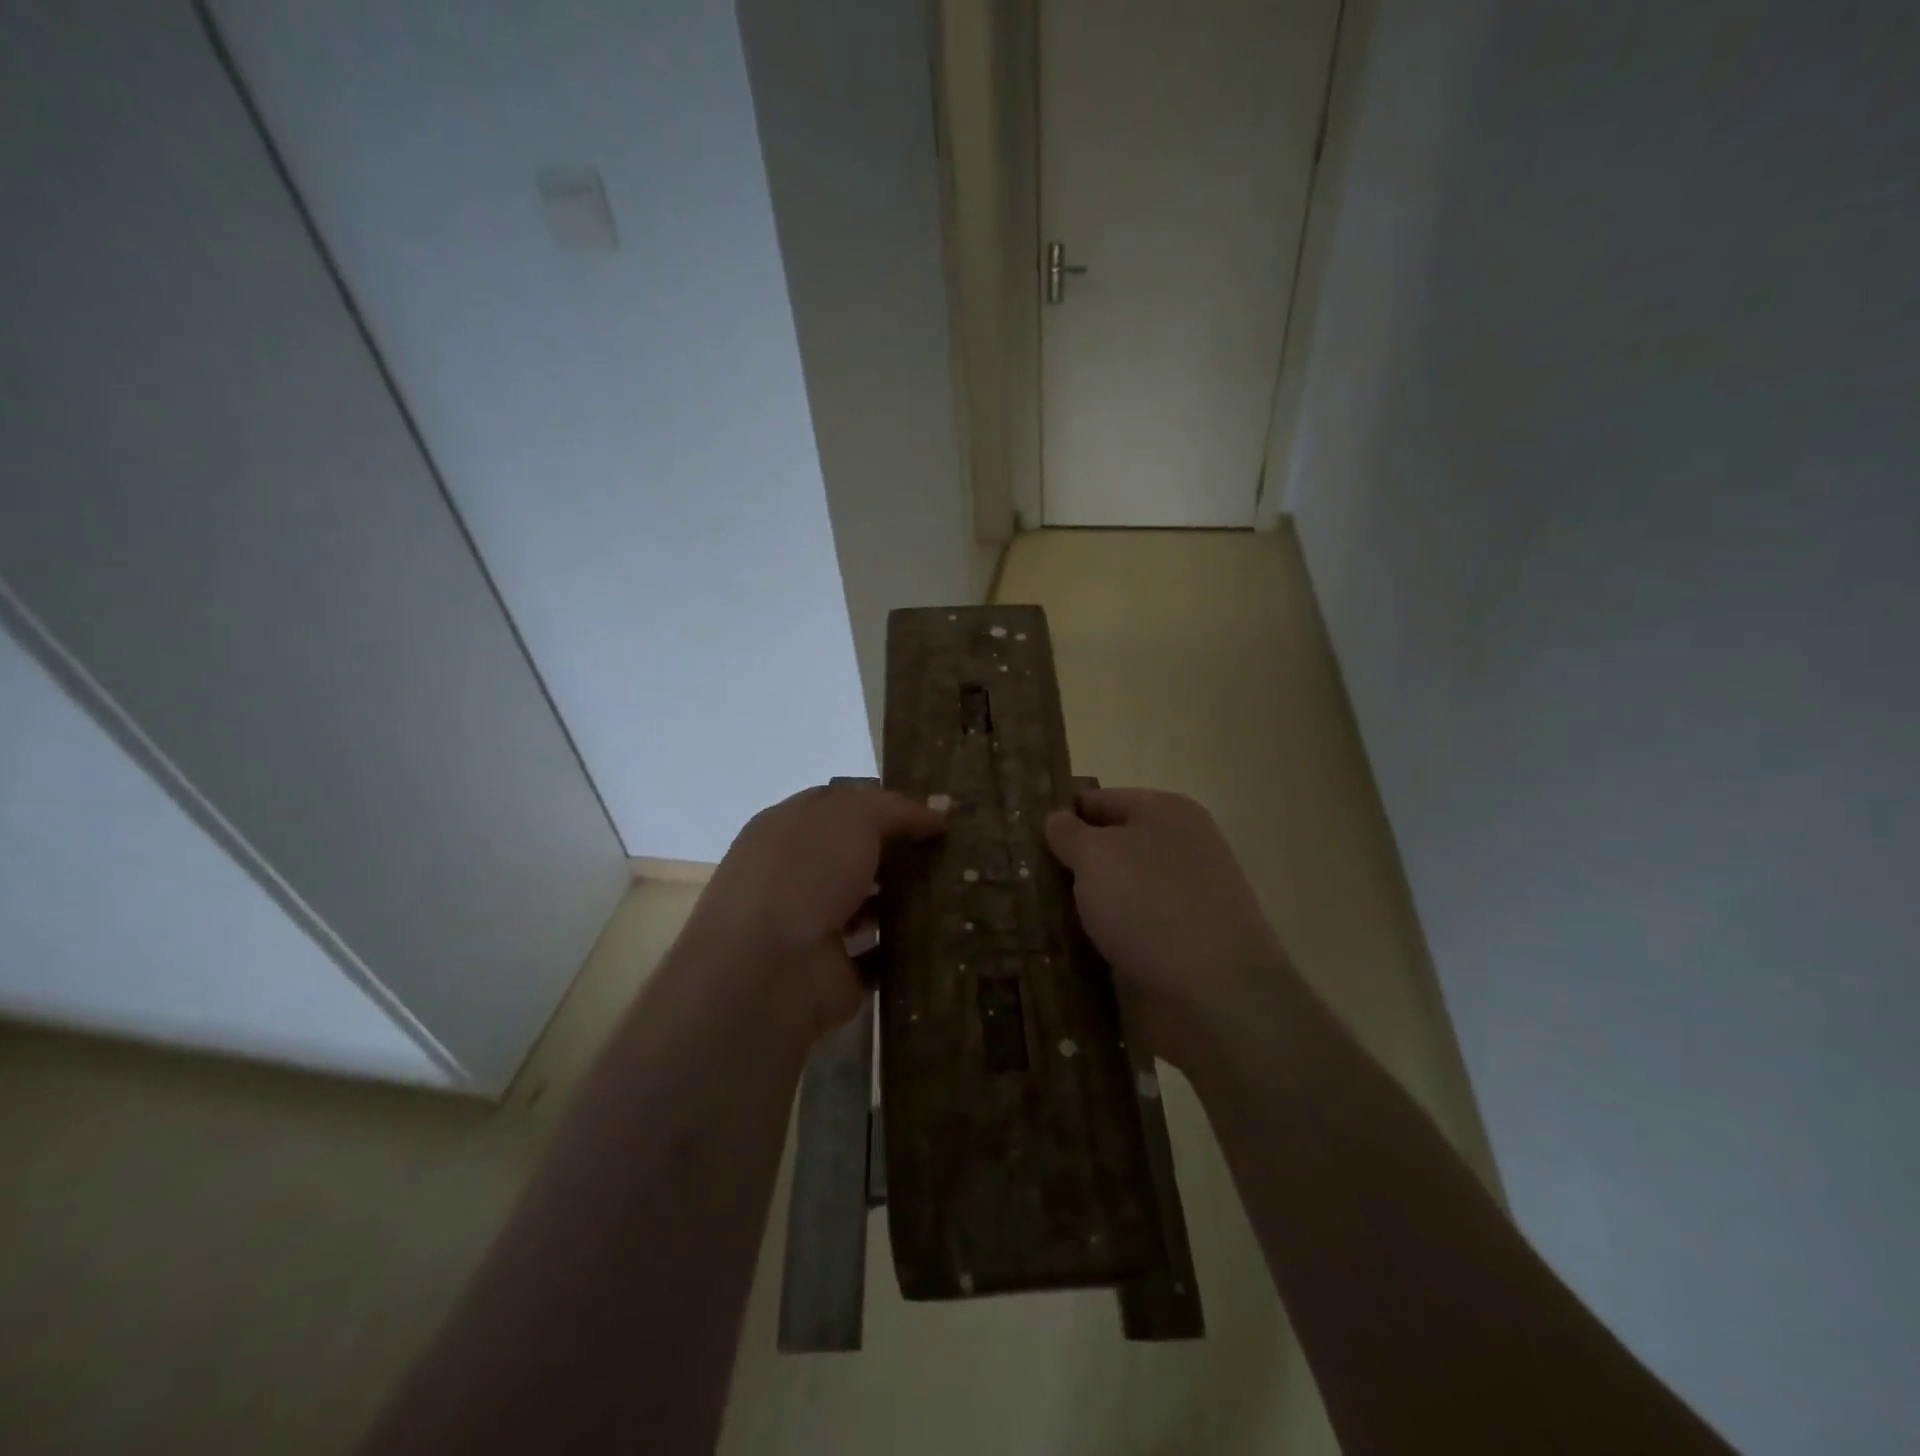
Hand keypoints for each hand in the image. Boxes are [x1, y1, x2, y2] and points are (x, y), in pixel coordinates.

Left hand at [689, 783, 945, 1038]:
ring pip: (869, 906)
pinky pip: (879, 957)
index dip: (882, 805)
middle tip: (953, 853)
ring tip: (958, 893)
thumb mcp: (852, 817)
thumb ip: (895, 810)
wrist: (768, 970)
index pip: (838, 806)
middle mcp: (796, 875)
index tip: (930, 813)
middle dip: (900, 853)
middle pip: (856, 856)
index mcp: (787, 830)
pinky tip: (945, 937)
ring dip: (906, 902)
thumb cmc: (804, 874)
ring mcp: (812, 927)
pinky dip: (906, 950)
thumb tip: (936, 818)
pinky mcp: (833, 974)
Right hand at [1045, 787, 1291, 1068]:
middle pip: (1108, 846)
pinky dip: (1102, 936)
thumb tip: (1058, 820)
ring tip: (1031, 916)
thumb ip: (1069, 832)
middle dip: (1068, 863)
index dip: (1058, 816)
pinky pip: (1129, 928)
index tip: (1019, 839)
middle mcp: (1180, 848)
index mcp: (1166, 811)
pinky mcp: (1182, 943)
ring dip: (1082, 903)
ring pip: (1117, 891)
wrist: (1216, 996)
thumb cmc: (1150, 906)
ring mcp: (1185, 897)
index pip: (1097, 800)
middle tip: (1018, 879)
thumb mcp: (1095, 855)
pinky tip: (1067, 949)